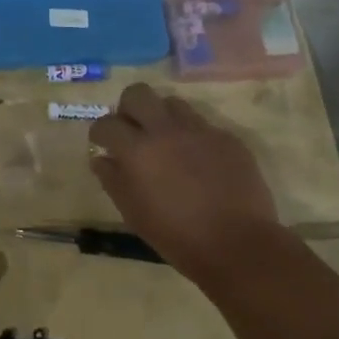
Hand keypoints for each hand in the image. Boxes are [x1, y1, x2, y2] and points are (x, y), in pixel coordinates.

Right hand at [89, 84, 280, 281]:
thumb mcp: (133, 213)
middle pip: (138, 93)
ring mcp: (200, 131)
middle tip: (132, 131)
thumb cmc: (176, 236)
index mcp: (137, 150)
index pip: (106, 123)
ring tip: (166, 142)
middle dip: (128, 108)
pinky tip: (198, 162)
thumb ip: (112, 179)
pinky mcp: (228, 138)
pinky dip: (192, 137)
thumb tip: (101, 158)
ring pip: (173, 103)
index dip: (99, 133)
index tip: (103, 144)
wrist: (238, 245)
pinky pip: (203, 125)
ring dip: (162, 117)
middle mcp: (166, 130)